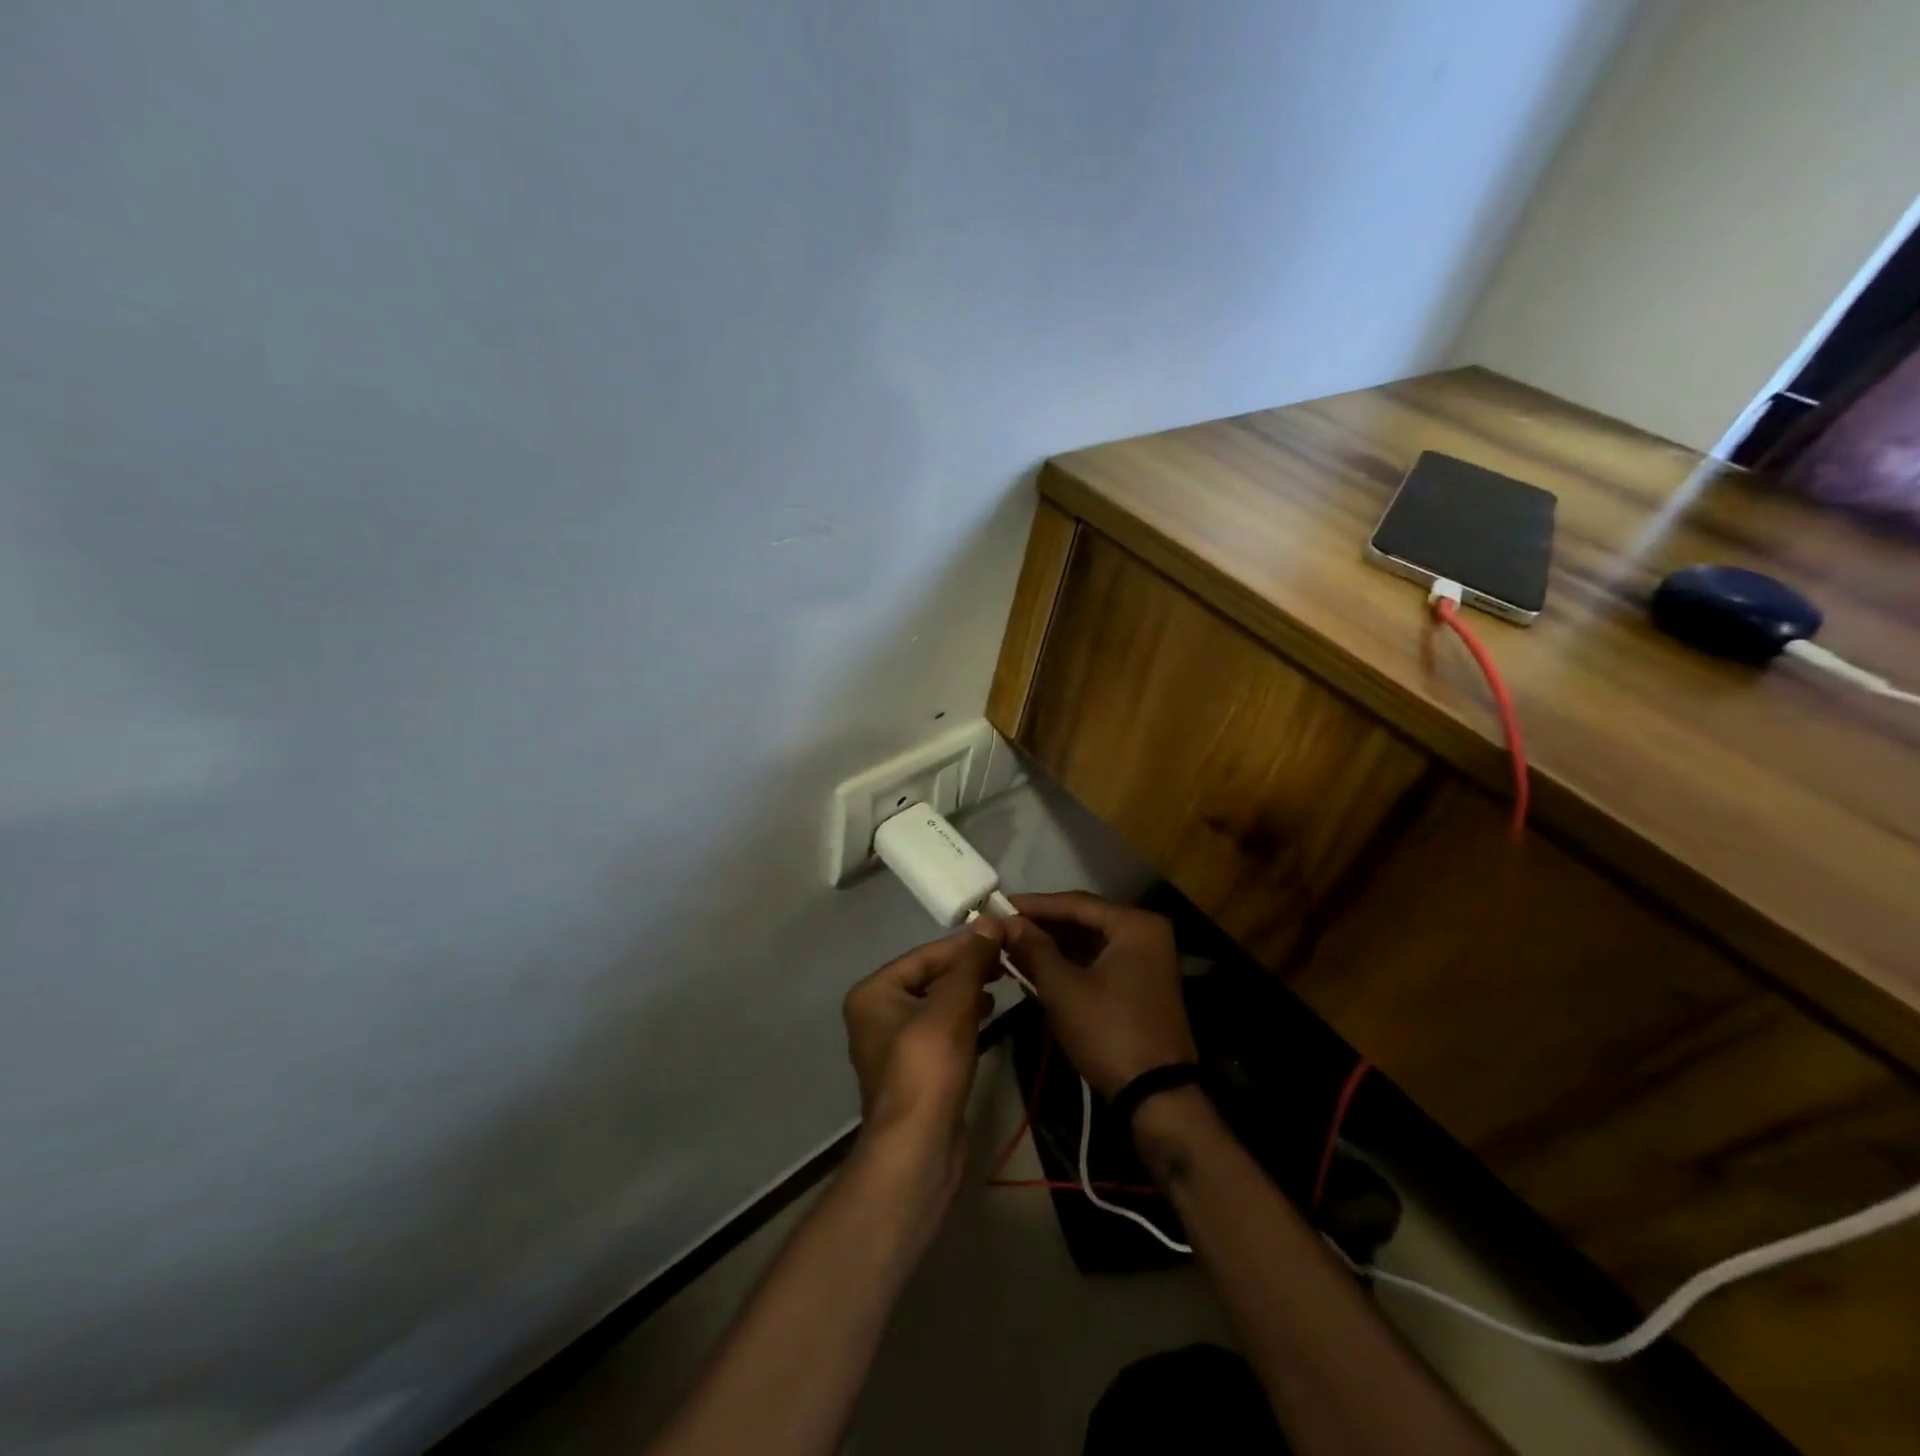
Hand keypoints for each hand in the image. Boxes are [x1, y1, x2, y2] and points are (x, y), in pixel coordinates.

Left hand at [843, 919, 1002, 1166]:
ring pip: (936, 1004)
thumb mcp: (953, 1005)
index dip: (965, 944)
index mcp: (873, 993)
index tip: (1001, 933)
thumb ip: (971, 962)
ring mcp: (893, 1045)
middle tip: (1006, 957)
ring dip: (968, 992)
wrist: (919, 1148)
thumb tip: (989, 919)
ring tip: (1003, 981)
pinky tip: (989, 1014)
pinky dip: (964, 1018)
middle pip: (930, 978)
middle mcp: (876, 1014)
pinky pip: (940, 1030)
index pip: (925, 955)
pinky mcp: (913, 1070)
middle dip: (968, 968)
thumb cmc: (928, 1066)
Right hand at [1002, 892, 1194, 1100]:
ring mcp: (1148, 960)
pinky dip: (1071, 962)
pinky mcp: (1142, 984)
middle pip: (1085, 920)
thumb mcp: (1063, 989)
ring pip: (1091, 942)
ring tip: (1014, 945)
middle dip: (1043, 925)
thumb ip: (1033, 949)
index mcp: (1135, 925)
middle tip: (1003, 926)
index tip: (999, 905)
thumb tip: (1007, 922)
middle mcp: (1147, 933)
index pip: (1076, 903)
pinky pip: (1101, 961)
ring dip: (1055, 945)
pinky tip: (1039, 966)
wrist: (1157, 1098)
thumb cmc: (1108, 1033)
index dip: (1035, 905)